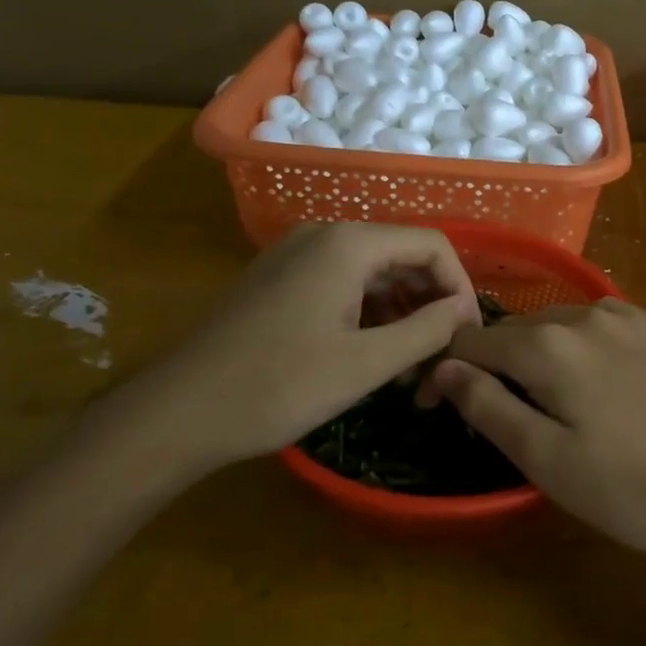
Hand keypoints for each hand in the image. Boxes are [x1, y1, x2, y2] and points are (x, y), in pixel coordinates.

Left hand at [118, 223, 478, 475]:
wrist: (178, 412)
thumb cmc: (278, 386)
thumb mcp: (365, 364)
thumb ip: (425, 330)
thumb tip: (464, 310)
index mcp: (349, 243)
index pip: (431, 245)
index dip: (459, 287)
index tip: (466, 335)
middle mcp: (325, 234)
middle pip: (402, 253)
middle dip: (430, 301)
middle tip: (440, 356)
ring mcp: (297, 252)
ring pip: (373, 270)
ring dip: (401, 310)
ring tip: (410, 364)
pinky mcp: (280, 276)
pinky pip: (342, 281)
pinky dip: (368, 310)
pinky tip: (372, 352)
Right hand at [427, 300, 645, 555]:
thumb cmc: (629, 486)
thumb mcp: (546, 460)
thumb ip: (488, 407)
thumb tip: (445, 369)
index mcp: (548, 347)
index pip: (474, 341)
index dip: (448, 370)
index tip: (436, 405)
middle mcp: (584, 316)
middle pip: (517, 329)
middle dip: (494, 362)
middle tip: (494, 409)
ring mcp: (628, 316)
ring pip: (560, 322)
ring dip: (539, 351)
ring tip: (547, 396)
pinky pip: (601, 325)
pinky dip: (582, 345)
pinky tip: (599, 380)